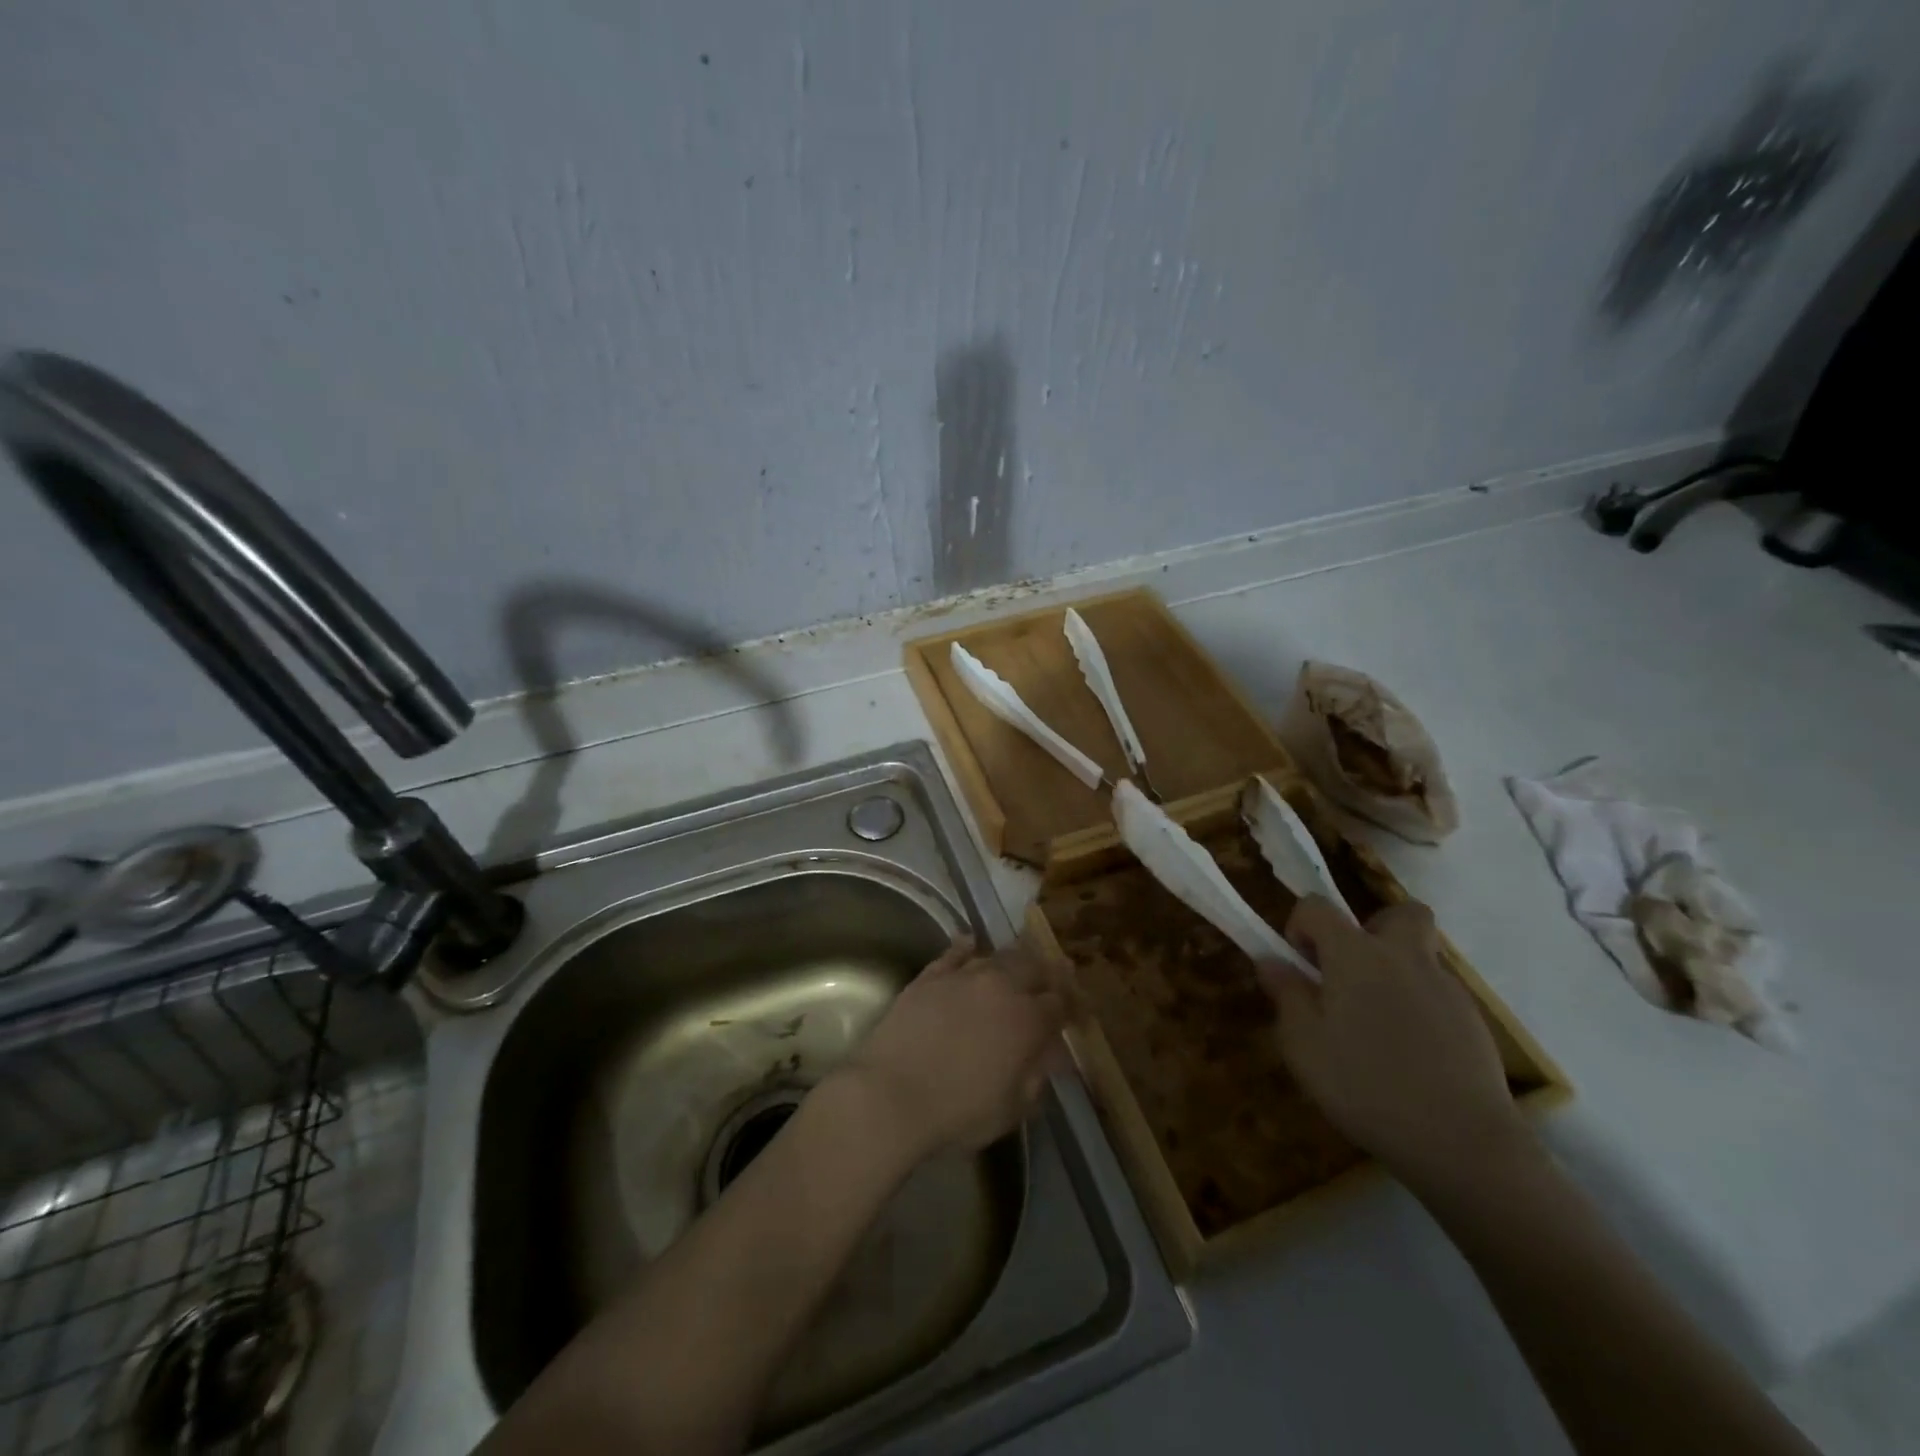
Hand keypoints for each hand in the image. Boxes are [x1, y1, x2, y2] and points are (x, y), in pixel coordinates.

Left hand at [835, 936, 1069, 1160]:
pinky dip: (966, 947)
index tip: (1075, 1012)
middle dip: (1046, 974)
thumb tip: (1053, 1055)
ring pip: (997, 956)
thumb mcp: (1012, 1108)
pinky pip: (954, 952)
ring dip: (1011, 962)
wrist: (890, 1094)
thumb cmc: (958, 1112)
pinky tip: (970, 944)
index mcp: (1028, 1020)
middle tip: (1048, 984)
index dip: (1072, 1006)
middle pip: (1033, 966)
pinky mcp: (930, 975)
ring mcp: (963, 976)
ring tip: (1015, 968)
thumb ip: (1037, 1076)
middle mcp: (1001, 986)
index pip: (1061, 1002)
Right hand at [1263, 897, 1531, 1193]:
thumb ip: (1287, 996)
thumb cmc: (1366, 1086)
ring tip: (1376, 1025)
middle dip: (1372, 929)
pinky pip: (1437, 994)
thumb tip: (1272, 962)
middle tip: (1352, 972)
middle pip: (1398, 912)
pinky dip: (1419, 1008)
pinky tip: (1408, 1055)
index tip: (1300, 966)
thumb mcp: (1304, 1045)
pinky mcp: (1473, 1022)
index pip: (1317, 906)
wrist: (1462, 1142)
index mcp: (1355, 954)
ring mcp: (1446, 987)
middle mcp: (1403, 956)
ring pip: (1419, 956)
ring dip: (1395, 972)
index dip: (1300, 926)